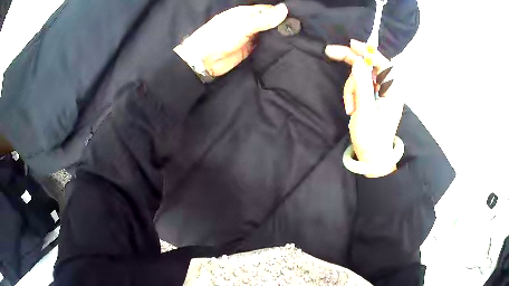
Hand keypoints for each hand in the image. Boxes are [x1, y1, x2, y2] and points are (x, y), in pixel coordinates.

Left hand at [174, 4, 287, 76]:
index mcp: (246, 13)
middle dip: (282, 25)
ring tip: (297, 38)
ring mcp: (250, 36)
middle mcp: (250, 23)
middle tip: (300, 30)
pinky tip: (285, 47)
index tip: (298, 19)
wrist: (203, 61)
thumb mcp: (243, 26)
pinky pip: (264, 45)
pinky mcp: (250, 49)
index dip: (282, 13)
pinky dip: (273, 46)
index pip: (269, 10)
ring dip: (278, 36)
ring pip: (268, 34)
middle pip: (270, 22)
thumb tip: (284, 9)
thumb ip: (264, 19)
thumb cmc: (219, 38)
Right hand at [325, 40, 403, 176]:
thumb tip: (357, 62)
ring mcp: (380, 94)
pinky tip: (351, 108)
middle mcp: (388, 89)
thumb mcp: (366, 111)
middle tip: (331, 52)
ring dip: (351, 88)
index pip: (383, 63)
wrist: (371, 158)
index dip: (368, 52)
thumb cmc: (372, 138)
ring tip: (350, 108)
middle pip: (370, 66)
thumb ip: (362, 85)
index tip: (351, 44)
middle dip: (352, 62)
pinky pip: (360, 86)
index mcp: (393, 92)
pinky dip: (352, 94)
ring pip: (361, 77)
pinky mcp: (372, 98)